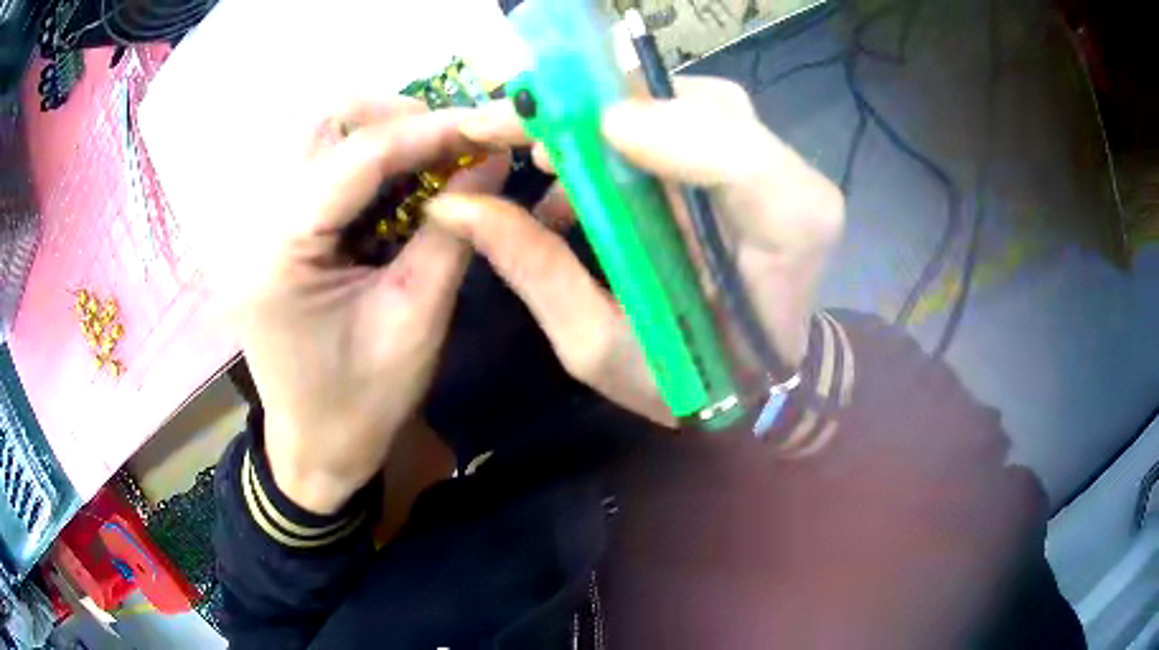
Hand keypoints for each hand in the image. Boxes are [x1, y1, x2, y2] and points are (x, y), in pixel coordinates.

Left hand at [237, 99, 508, 513]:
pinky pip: (319, 168)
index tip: (484, 124)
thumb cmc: (363, 404)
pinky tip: (401, 182)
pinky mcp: (273, 232)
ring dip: (379, 134)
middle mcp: (256, 226)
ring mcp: (258, 226)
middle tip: (451, 141)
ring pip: (318, 137)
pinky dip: (366, 161)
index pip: (353, 160)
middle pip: (320, 125)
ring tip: (433, 157)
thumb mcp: (417, 321)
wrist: (315, 448)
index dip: (425, 132)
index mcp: (280, 256)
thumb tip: (490, 161)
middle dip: (393, 119)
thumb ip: (453, 233)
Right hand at [426, 77, 842, 426]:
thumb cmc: (687, 380)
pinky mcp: (749, 162)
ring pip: (689, 102)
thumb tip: (457, 202)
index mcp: (782, 245)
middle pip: (707, 107)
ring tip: (541, 155)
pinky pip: (682, 119)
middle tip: (513, 129)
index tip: (563, 147)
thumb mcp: (600, 346)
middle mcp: (793, 188)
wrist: (752, 379)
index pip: (743, 161)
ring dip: (606, 112)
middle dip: (602, 105)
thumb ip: (537, 270)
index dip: (660, 132)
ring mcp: (778, 168)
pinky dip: (621, 130)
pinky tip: (577, 171)